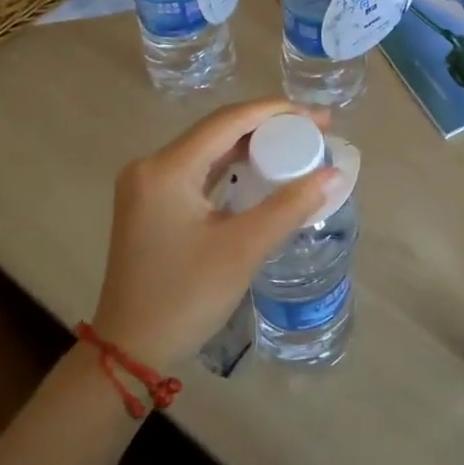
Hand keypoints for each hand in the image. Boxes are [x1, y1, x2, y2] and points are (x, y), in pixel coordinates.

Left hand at [91, 99, 338, 371]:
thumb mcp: (243, 249)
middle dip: (270, 127)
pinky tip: (264, 172)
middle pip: (219, 130)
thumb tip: (333, 174)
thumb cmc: (184, 297)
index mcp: (167, 169)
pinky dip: (234, 168)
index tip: (320, 118)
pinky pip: (200, 171)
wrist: (130, 351)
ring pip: (210, 150)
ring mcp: (148, 185)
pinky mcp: (153, 204)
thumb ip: (290, 206)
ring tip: (298, 147)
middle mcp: (152, 166)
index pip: (229, 121)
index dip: (278, 112)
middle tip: (316, 132)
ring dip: (253, 146)